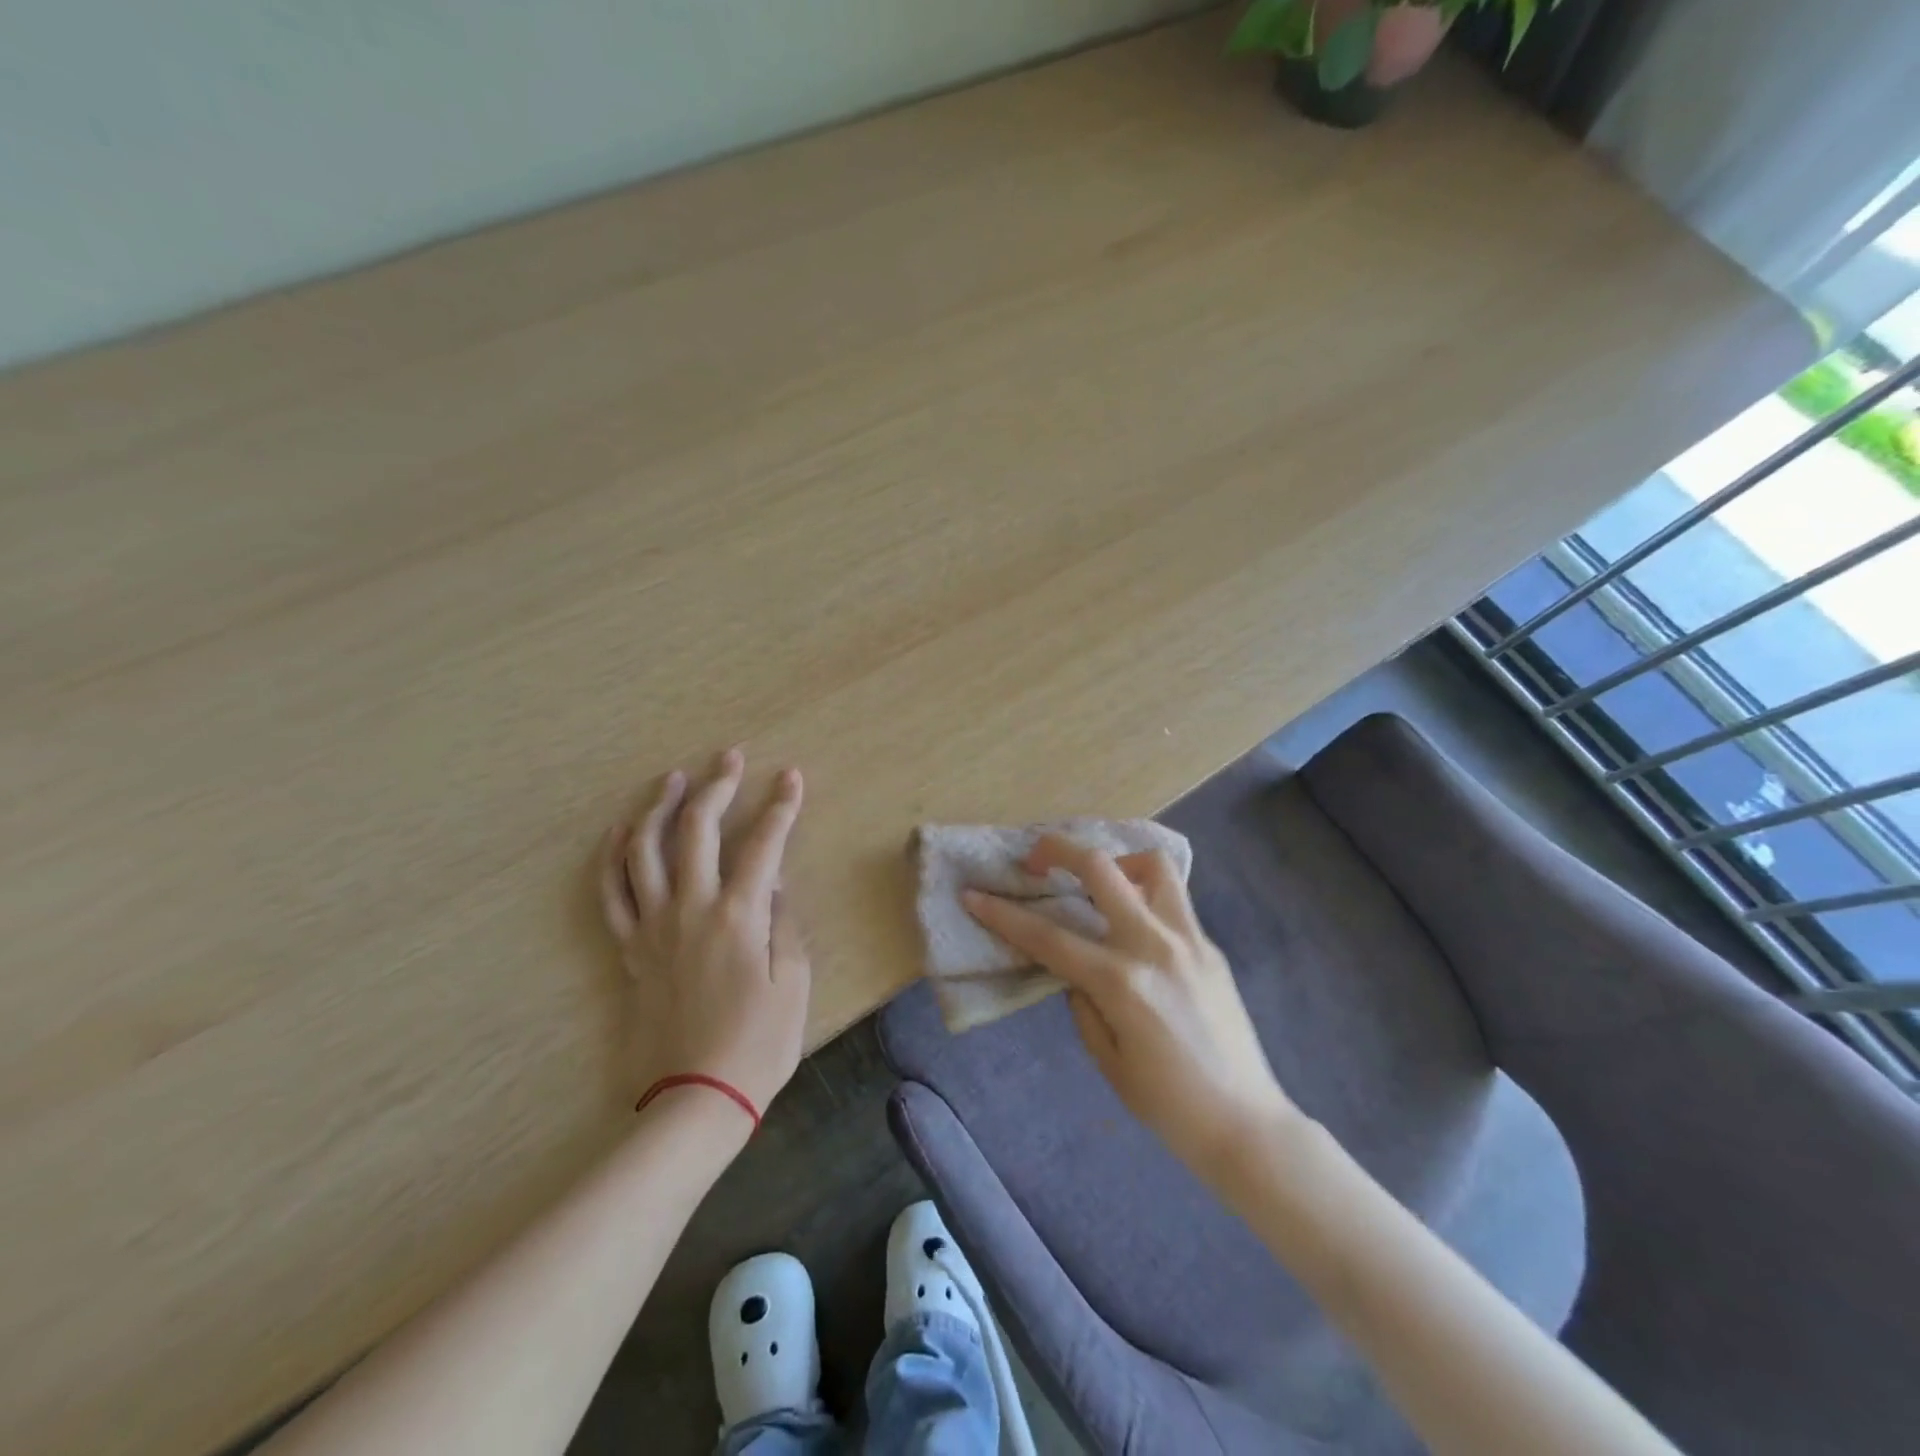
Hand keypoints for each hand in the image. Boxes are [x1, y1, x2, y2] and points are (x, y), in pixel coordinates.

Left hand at [598, 748, 809, 1120]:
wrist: (695, 1099)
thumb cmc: (758, 1044)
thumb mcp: (794, 983)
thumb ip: (786, 924)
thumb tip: (776, 883)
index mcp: (739, 916)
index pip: (764, 845)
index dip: (781, 807)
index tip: (792, 778)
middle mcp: (690, 909)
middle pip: (697, 831)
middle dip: (717, 787)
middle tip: (730, 757)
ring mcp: (653, 927)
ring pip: (644, 851)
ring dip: (658, 807)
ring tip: (672, 778)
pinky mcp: (629, 950)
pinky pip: (612, 892)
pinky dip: (613, 856)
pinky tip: (622, 832)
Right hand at [964, 835, 1293, 1181]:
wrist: (1246, 1124)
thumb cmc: (1168, 1106)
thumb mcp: (1108, 1060)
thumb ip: (1084, 1004)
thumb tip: (1075, 970)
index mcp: (1121, 982)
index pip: (1048, 936)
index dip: (1004, 914)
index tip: (974, 894)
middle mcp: (1154, 945)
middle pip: (1101, 868)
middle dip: (1059, 849)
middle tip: (1037, 858)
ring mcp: (1189, 939)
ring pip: (1152, 864)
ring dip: (1117, 861)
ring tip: (1100, 883)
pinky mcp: (1210, 946)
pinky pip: (1173, 899)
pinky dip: (1144, 893)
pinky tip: (1133, 922)